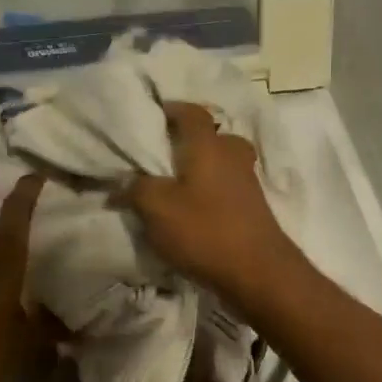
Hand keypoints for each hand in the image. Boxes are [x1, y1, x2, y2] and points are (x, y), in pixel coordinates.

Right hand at [123, 101, 303, 302]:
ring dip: (202, 168)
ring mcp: (248, 181)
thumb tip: (123, 182)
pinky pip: (228, 187)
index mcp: (209, 145)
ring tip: (175, 185)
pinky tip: (194, 210)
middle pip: (212, 136)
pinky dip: (212, 191)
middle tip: (164, 155)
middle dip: (190, 141)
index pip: (192, 112)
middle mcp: (232, 155)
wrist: (258, 271)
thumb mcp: (157, 209)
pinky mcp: (254, 207)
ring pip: (222, 162)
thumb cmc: (205, 230)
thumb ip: (137, 188)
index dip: (173, 109)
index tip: (153, 117)